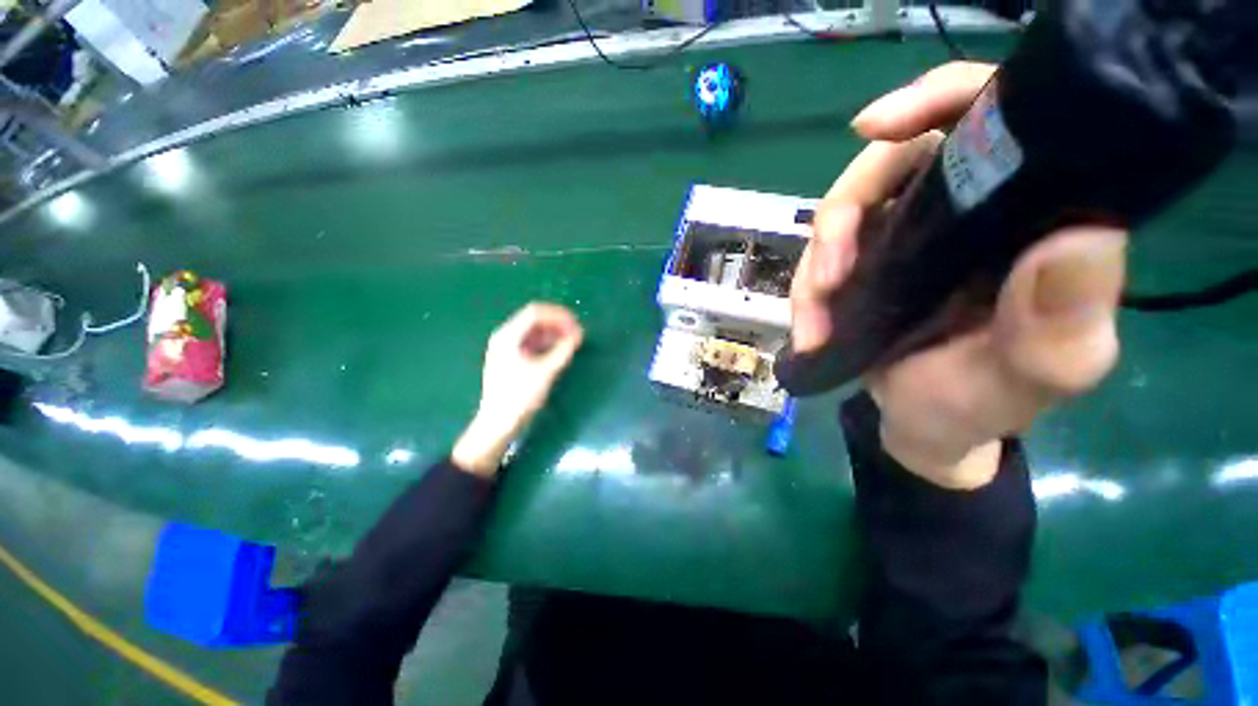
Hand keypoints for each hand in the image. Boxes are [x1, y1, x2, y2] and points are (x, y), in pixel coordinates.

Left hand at [452, 303, 584, 475]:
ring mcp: (508, 349)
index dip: (558, 315)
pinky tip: (560, 351)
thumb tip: (578, 334)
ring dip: (554, 333)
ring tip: (572, 342)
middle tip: (577, 333)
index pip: (535, 312)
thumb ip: (563, 350)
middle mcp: (506, 337)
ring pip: (535, 332)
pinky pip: (533, 344)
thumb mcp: (545, 372)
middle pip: (535, 320)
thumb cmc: (519, 397)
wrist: (498, 424)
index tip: (577, 324)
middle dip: (558, 324)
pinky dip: (548, 344)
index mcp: (508, 336)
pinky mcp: (512, 360)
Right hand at [793, 62, 1127, 488]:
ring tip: (813, 322)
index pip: (990, 116)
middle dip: (843, 215)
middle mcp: (964, 211)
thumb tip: (1081, 239)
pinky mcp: (863, 265)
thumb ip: (1060, 326)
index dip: (934, 99)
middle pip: (889, 163)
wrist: (927, 424)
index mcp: (1027, 215)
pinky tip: (808, 329)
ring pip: (842, 216)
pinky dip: (804, 291)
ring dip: (814, 265)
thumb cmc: (983, 404)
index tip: (872, 128)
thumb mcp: (1036, 377)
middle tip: (829, 275)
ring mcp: (903, 237)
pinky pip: (819, 257)